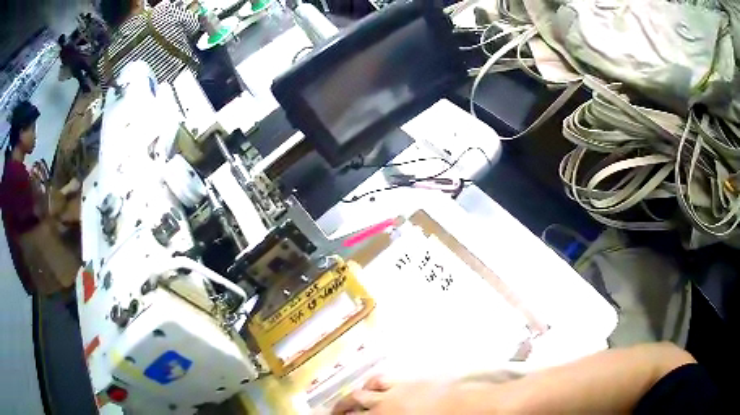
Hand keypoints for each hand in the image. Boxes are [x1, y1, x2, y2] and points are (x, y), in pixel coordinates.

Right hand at [332, 375, 456, 414]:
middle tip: (334, 412)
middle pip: (351, 404)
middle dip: (339, 408)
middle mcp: (380, 405)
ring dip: (352, 396)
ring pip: (362, 391)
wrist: (458, 407)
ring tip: (348, 399)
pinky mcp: (403, 382)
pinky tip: (370, 386)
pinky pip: (381, 380)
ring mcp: (390, 393)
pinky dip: (372, 383)